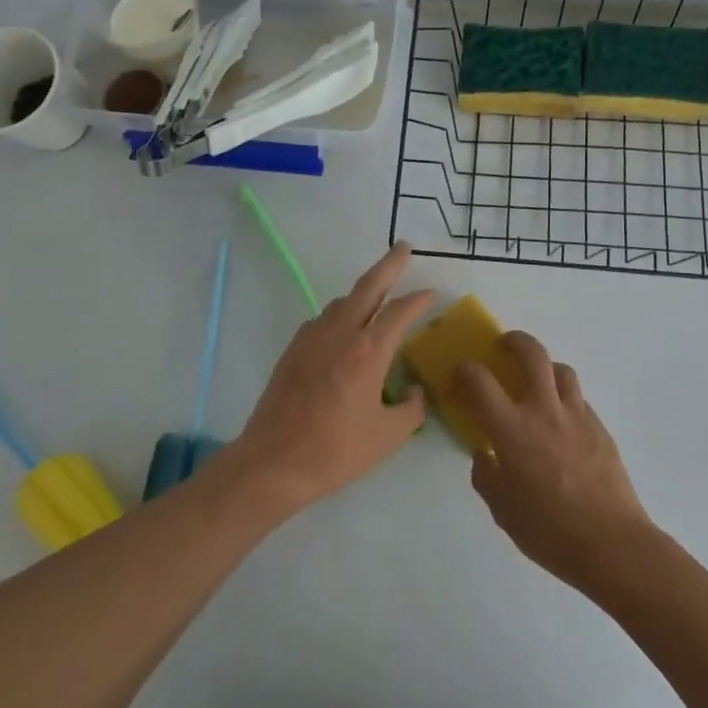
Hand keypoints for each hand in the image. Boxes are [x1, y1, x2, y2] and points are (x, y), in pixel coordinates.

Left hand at [227, 242, 433, 510]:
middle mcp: (341, 333)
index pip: (400, 311)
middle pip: (368, 286)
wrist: (274, 460)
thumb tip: (414, 391)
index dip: (419, 299)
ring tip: (378, 293)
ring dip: (363, 291)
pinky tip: (345, 328)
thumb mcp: (388, 436)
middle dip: (389, 264)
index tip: (433, 294)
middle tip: (403, 248)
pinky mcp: (294, 348)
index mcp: (369, 351)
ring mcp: (312, 337)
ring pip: (343, 301)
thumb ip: (411, 409)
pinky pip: (323, 319)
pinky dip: (341, 313)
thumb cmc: (336, 450)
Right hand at [458, 333, 655, 589]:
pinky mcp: (601, 429)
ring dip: (544, 367)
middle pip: (531, 354)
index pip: (480, 381)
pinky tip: (560, 422)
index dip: (465, 371)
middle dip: (514, 341)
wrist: (612, 544)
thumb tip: (485, 456)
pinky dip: (564, 398)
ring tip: (536, 381)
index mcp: (512, 429)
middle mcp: (544, 411)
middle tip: (504, 346)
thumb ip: (486, 476)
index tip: (460, 375)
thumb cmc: (549, 530)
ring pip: (561, 370)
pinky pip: (579, 399)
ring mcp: (578, 416)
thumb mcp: (502, 509)